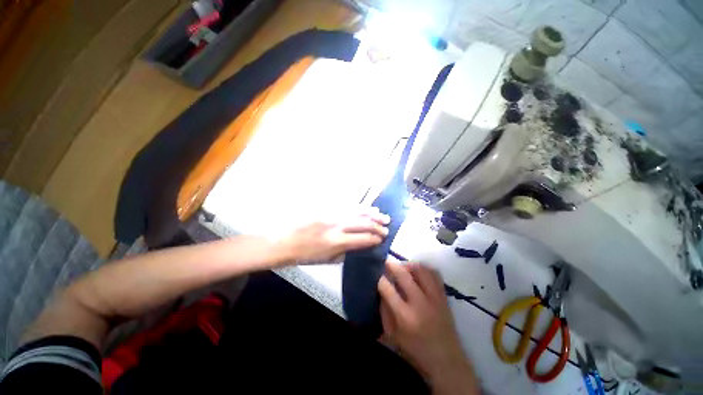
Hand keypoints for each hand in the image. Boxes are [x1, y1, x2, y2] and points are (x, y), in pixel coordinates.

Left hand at [276, 207, 389, 263]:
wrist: (284, 240)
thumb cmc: (305, 255)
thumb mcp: (327, 260)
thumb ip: (346, 253)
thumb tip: (360, 246)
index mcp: (336, 242)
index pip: (363, 238)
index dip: (375, 239)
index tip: (382, 239)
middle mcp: (337, 225)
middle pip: (363, 223)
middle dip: (378, 226)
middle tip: (387, 228)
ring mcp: (332, 214)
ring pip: (358, 211)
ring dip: (373, 214)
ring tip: (383, 216)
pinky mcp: (327, 207)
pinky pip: (348, 205)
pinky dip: (361, 207)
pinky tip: (369, 208)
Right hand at [378, 262, 479, 394]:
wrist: (447, 361)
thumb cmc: (416, 351)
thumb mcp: (393, 336)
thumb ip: (385, 311)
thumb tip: (382, 291)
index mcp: (405, 316)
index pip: (388, 289)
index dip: (380, 279)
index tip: (378, 276)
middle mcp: (420, 303)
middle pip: (403, 275)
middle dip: (392, 265)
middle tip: (387, 262)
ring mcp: (434, 298)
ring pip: (420, 270)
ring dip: (409, 265)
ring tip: (403, 267)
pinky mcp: (444, 296)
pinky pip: (434, 274)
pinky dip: (425, 269)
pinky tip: (418, 272)